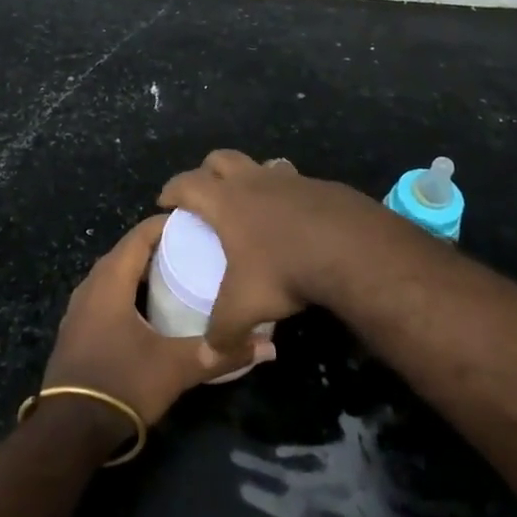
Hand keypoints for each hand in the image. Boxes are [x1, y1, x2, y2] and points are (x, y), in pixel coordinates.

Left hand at [43, 216, 274, 430]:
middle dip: (157, 247)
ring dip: (140, 271)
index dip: (166, 225)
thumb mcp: (176, 368)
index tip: (197, 225)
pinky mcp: (75, 330)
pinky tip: (147, 309)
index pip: (139, 235)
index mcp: (110, 280)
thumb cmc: (122, 383)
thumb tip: (269, 347)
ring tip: (175, 275)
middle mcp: (90, 285)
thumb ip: (220, 354)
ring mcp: (78, 308)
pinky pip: (104, 295)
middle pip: (126, 252)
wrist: (69, 429)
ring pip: (113, 275)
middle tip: (193, 250)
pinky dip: (127, 291)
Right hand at [159, 150, 400, 358]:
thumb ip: (222, 331)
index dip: (172, 190)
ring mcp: (289, 179)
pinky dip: (285, 194)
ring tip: (251, 203)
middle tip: (205, 195)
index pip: (187, 183)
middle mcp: (253, 180)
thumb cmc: (284, 269)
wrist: (351, 249)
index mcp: (225, 201)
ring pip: (260, 164)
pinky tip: (294, 220)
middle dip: (207, 172)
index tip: (165, 202)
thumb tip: (207, 358)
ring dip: (250, 176)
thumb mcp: (246, 306)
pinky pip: (293, 181)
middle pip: (220, 158)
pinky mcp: (320, 186)